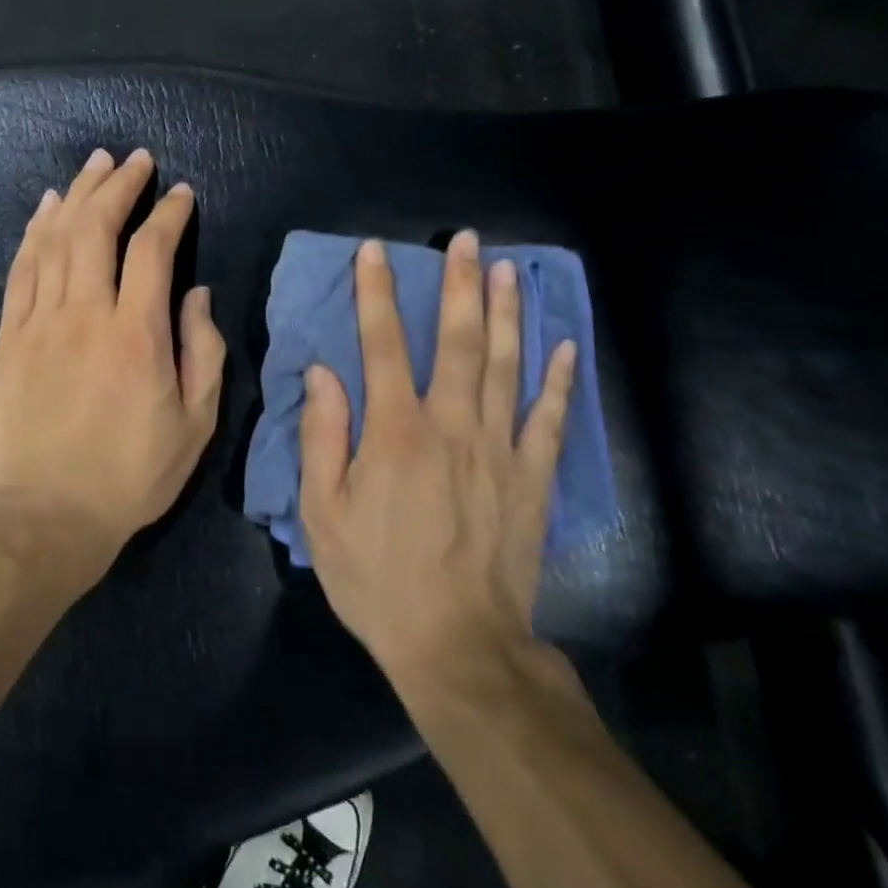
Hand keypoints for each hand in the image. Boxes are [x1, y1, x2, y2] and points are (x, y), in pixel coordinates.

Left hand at [0, 148, 225, 575]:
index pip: (152, 250)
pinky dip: (35, 232)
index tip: (181, 194)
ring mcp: (40, 323)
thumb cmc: (132, 474)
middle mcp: (86, 315)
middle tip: (136, 160)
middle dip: (119, 185)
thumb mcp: (195, 424)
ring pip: (56, 239)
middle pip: (97, 228)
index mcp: (137, 335)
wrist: (48, 516)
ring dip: (77, 194)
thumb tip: (196, 293)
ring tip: (94, 164)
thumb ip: (204, 351)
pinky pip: (22, 270)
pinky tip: (46, 208)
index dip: (169, 214)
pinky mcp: (9, 337)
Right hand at [300, 232, 576, 696]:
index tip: (375, 251)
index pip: (381, 344)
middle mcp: (451, 426)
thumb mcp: (323, 514)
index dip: (376, 293)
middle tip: (466, 241)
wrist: (458, 646)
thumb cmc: (378, 579)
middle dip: (460, 285)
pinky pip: (549, 420)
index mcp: (395, 431)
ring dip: (507, 314)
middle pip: (458, 341)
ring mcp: (499, 450)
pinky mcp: (533, 479)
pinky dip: (558, 380)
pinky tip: (565, 346)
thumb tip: (323, 372)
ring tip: (510, 270)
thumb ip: (322, 436)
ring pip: (506, 366)